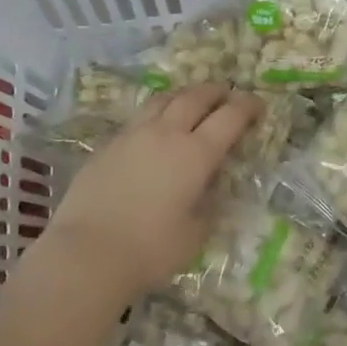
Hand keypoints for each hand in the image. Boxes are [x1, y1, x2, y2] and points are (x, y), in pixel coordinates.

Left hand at [44, 85, 263, 302]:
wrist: (87, 253)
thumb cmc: (150, 250)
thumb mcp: (195, 233)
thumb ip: (207, 203)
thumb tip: (209, 185)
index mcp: (196, 154)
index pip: (230, 117)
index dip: (247, 107)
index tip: (258, 106)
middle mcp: (166, 134)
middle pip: (195, 97)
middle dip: (217, 92)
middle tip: (228, 95)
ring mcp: (133, 135)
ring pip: (163, 99)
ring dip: (184, 95)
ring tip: (191, 102)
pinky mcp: (108, 145)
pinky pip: (139, 118)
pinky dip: (156, 114)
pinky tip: (155, 129)